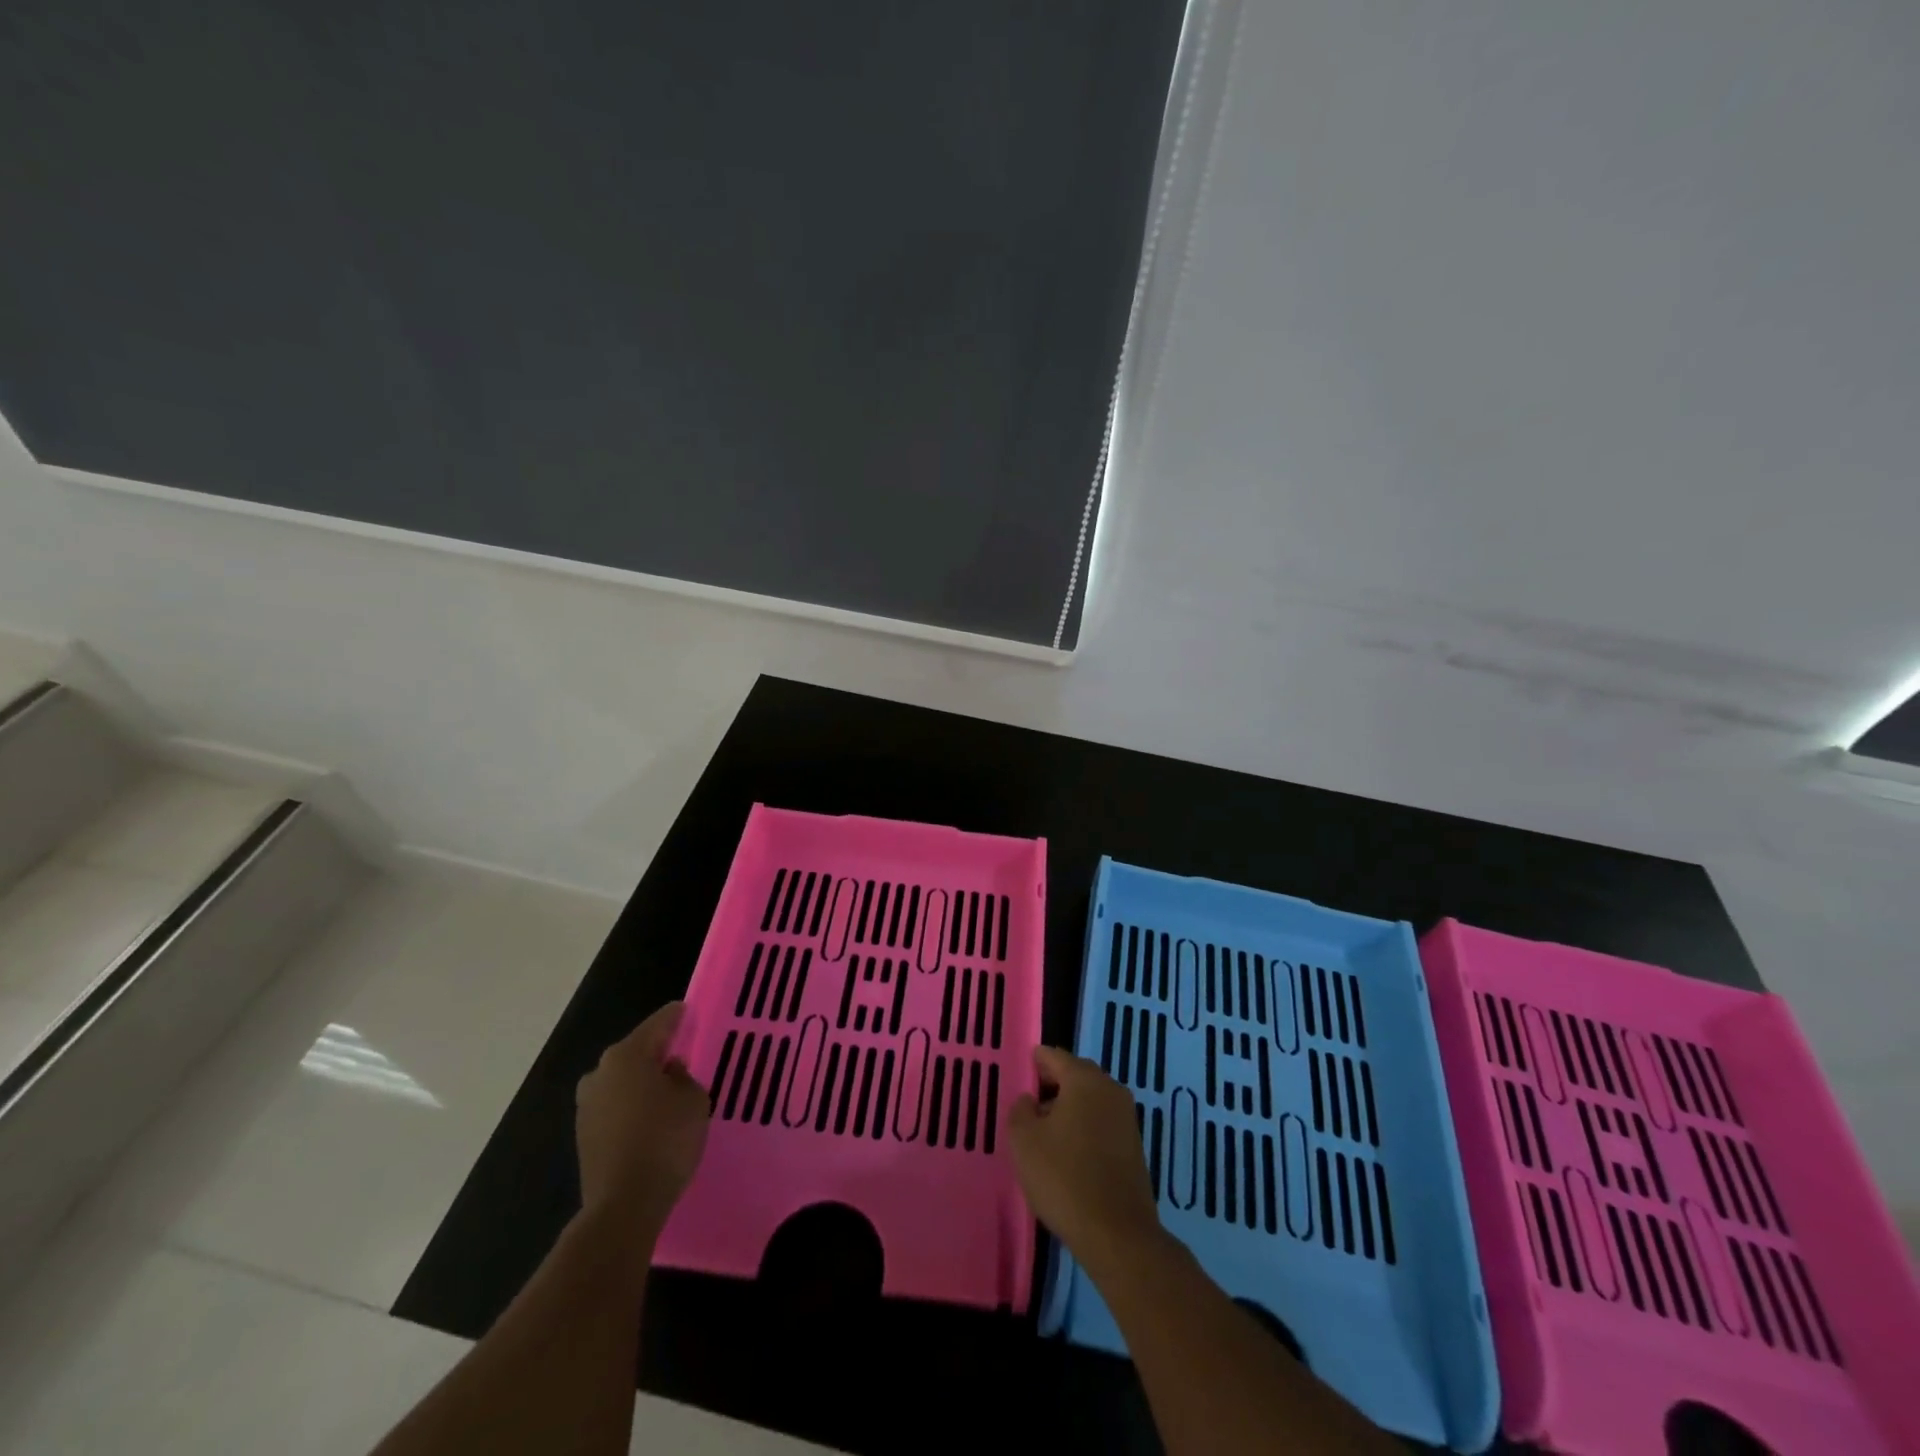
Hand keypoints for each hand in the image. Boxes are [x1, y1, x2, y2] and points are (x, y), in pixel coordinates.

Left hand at [575, 1001, 709, 1230]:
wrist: (623, 1205)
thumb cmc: (665, 1140)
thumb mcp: (694, 1100)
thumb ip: (684, 1077)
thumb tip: (668, 1073)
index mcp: (627, 1055)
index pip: (658, 1023)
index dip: (677, 1016)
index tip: (688, 1011)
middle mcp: (600, 1073)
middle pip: (635, 1052)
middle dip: (658, 1051)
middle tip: (682, 1053)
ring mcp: (587, 1105)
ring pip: (622, 1080)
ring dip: (642, 1081)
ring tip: (668, 1090)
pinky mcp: (584, 1135)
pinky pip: (615, 1106)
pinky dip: (632, 1105)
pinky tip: (651, 1118)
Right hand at [1007, 1046, 1166, 1275]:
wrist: (1117, 1234)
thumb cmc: (1064, 1178)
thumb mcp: (1024, 1141)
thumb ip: (1021, 1110)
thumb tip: (1031, 1101)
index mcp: (1085, 1079)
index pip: (1054, 1056)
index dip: (1034, 1064)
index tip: (1019, 1078)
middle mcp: (1110, 1089)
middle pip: (1076, 1075)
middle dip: (1052, 1086)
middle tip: (1029, 1107)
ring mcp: (1127, 1118)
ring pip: (1090, 1100)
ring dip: (1069, 1109)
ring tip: (1046, 1135)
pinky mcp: (1134, 1146)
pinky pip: (1102, 1123)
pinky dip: (1085, 1128)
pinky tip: (1069, 1154)